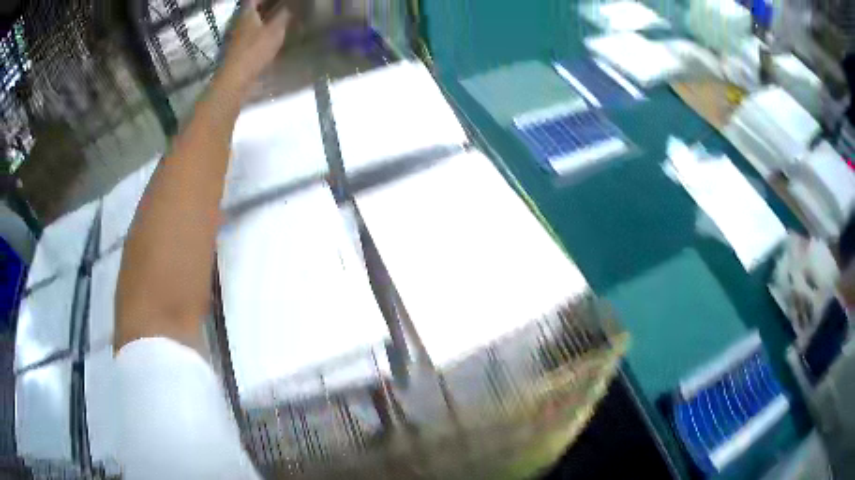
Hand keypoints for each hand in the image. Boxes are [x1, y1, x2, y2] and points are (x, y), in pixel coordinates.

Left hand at [220, 0, 290, 90]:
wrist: (235, 80)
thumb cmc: (254, 51)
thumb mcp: (275, 30)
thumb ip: (284, 15)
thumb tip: (290, 6)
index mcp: (247, 13)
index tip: (278, 1)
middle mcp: (239, 22)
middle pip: (252, 10)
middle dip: (265, 7)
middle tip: (282, 8)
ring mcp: (237, 37)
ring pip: (252, 23)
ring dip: (264, 20)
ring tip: (280, 21)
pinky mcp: (238, 50)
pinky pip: (251, 35)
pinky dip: (261, 33)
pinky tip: (271, 38)